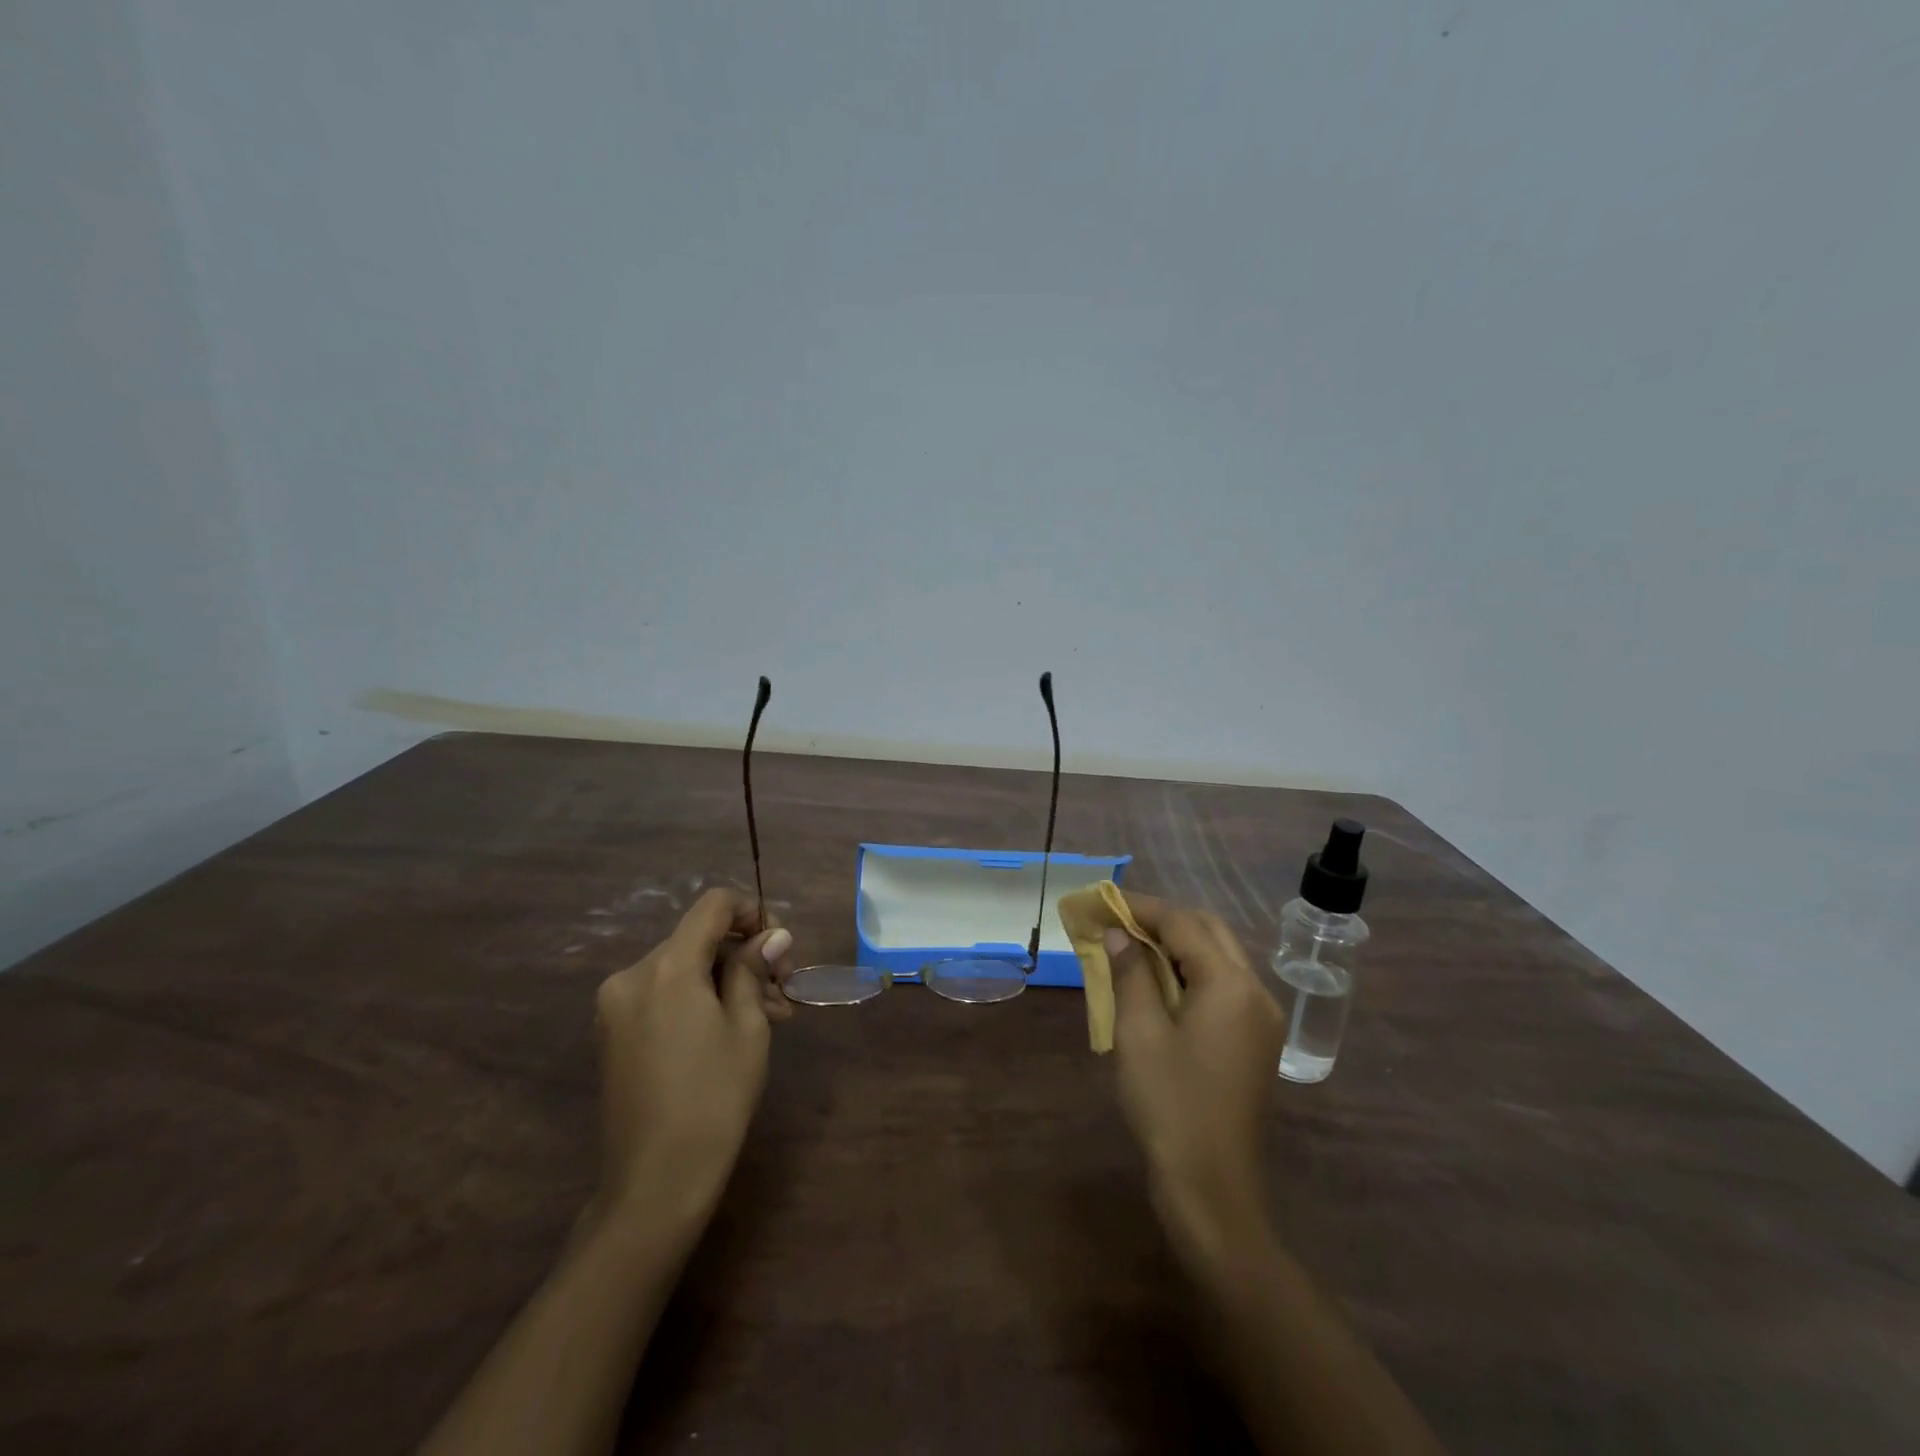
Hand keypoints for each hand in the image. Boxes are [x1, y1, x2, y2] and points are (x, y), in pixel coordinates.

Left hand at [592, 889, 795, 1230]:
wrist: (654, 1183)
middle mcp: (632, 975)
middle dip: (744, 955)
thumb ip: (754, 968)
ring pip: (682, 969)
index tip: (780, 943)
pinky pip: (663, 995)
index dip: (752, 910)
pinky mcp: (612, 1033)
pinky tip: (729, 1028)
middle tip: (783, 989)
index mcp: (667, 966)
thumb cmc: (714, 1098)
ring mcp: (615, 1006)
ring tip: (768, 1015)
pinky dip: (698, 999)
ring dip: (725, 980)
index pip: (713, 906)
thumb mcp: (747, 1026)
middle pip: (698, 939)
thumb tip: (773, 934)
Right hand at [1106, 893, 1285, 1268]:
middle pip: (1209, 932)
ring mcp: (1261, 1018)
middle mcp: (1256, 991)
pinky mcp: (1256, 1041)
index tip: (1104, 901)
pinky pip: (1224, 986)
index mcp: (1231, 984)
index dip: (1142, 908)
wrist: (1212, 1188)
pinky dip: (1191, 971)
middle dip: (1163, 920)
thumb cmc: (1170, 1105)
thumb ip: (1131, 972)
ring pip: (1219, 957)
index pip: (1184, 924)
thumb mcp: (1140, 1032)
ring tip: (1131, 946)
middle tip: (1117, 921)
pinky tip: (1159, 983)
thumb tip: (1119, 933)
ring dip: (1178, 944)